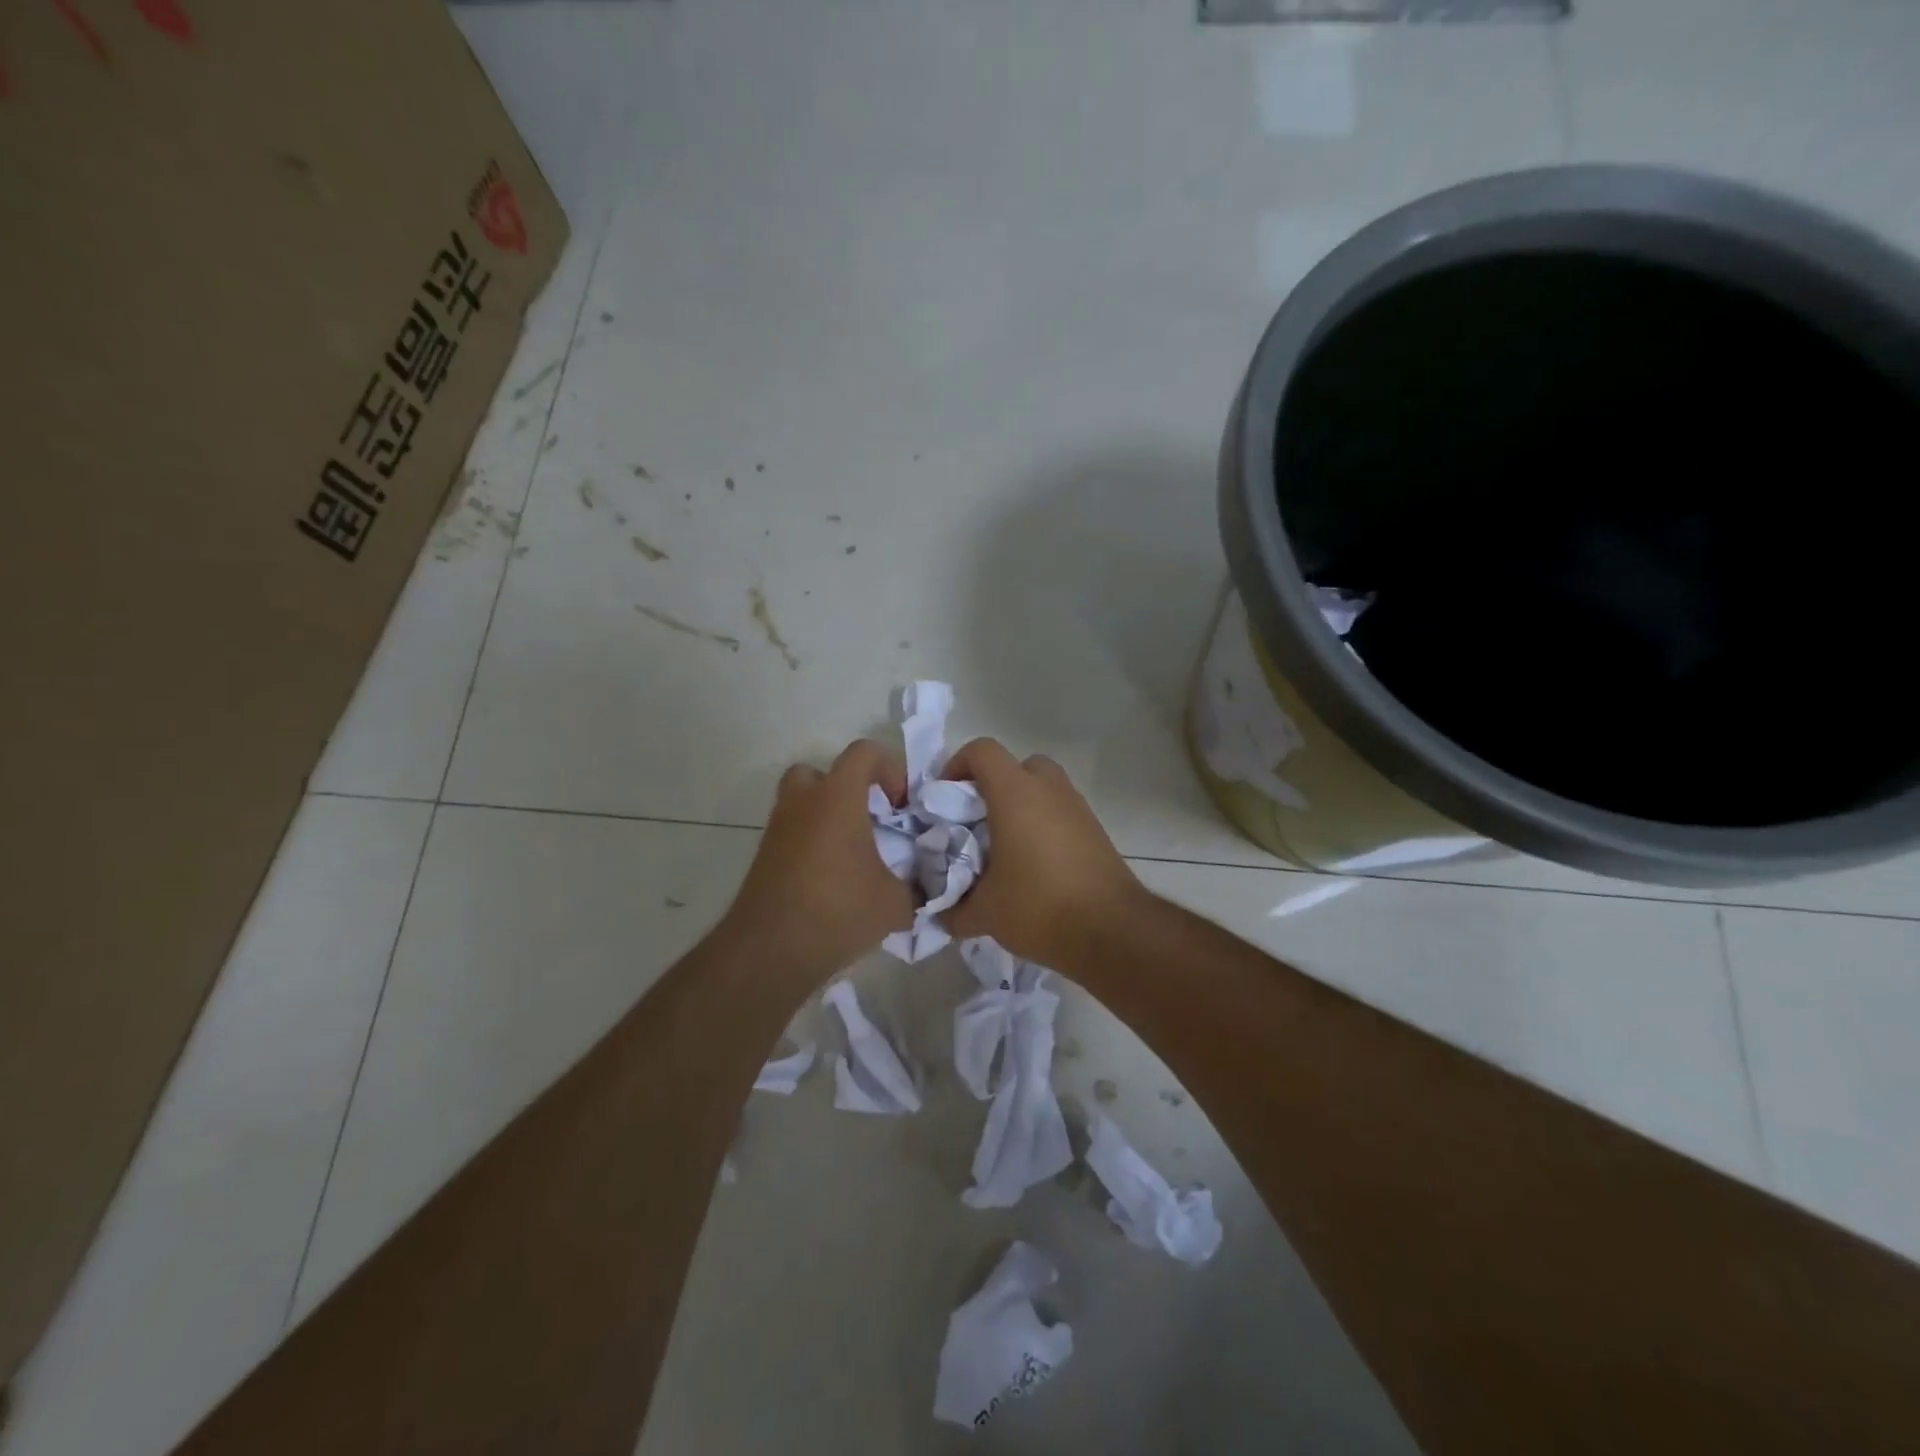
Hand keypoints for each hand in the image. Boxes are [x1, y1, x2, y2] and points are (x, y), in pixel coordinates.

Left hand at [722, 740, 916, 982]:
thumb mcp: (896, 903)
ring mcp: (778, 829)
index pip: (863, 752)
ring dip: (827, 817)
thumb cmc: (838, 911)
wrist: (769, 951)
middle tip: (870, 820)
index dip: (890, 769)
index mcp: (836, 797)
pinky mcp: (764, 857)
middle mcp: (802, 803)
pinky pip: (793, 834)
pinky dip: (812, 844)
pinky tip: (832, 880)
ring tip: (852, 853)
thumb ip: (918, 888)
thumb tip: (928, 889)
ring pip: (802, 803)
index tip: (901, 806)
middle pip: (822, 772)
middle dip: (848, 789)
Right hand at [941, 738, 1143, 970]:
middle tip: (977, 821)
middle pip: (1017, 765)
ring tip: (1005, 848)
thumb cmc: (1039, 907)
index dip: (957, 765)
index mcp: (1015, 794)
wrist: (1112, 930)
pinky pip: (1061, 812)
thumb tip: (941, 915)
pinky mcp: (1096, 830)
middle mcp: (1049, 789)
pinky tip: (1034, 865)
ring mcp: (1077, 807)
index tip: (945, 798)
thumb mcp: (984, 914)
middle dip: (994, 786)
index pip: (982, 751)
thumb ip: (954, 910)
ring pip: (1043, 788)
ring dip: (1022, 806)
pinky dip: (1044, 825)